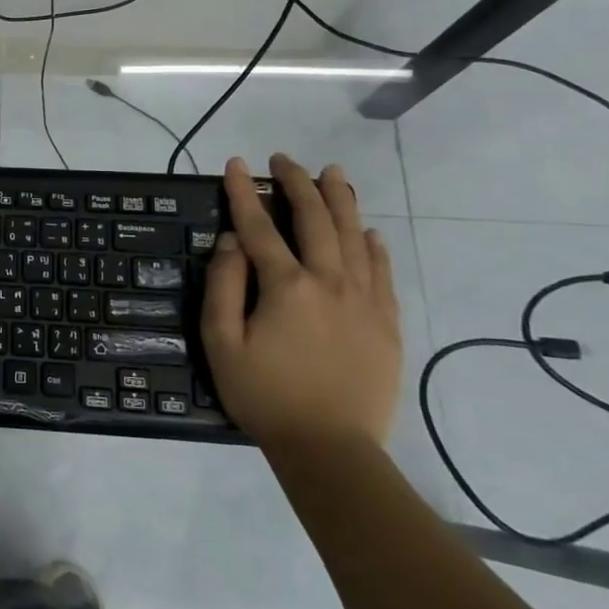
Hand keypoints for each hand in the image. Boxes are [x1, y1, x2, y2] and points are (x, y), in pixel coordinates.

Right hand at [199, 153, 401, 451]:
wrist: (331, 447)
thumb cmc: (264, 395)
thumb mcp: (221, 342)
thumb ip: (224, 285)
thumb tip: (232, 240)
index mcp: (287, 286)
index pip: (260, 226)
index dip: (244, 192)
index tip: (235, 164)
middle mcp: (330, 282)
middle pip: (316, 219)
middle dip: (298, 183)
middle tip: (285, 160)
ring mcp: (365, 301)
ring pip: (355, 236)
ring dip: (342, 200)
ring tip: (333, 173)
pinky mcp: (386, 323)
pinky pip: (382, 271)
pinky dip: (373, 245)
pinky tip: (368, 231)